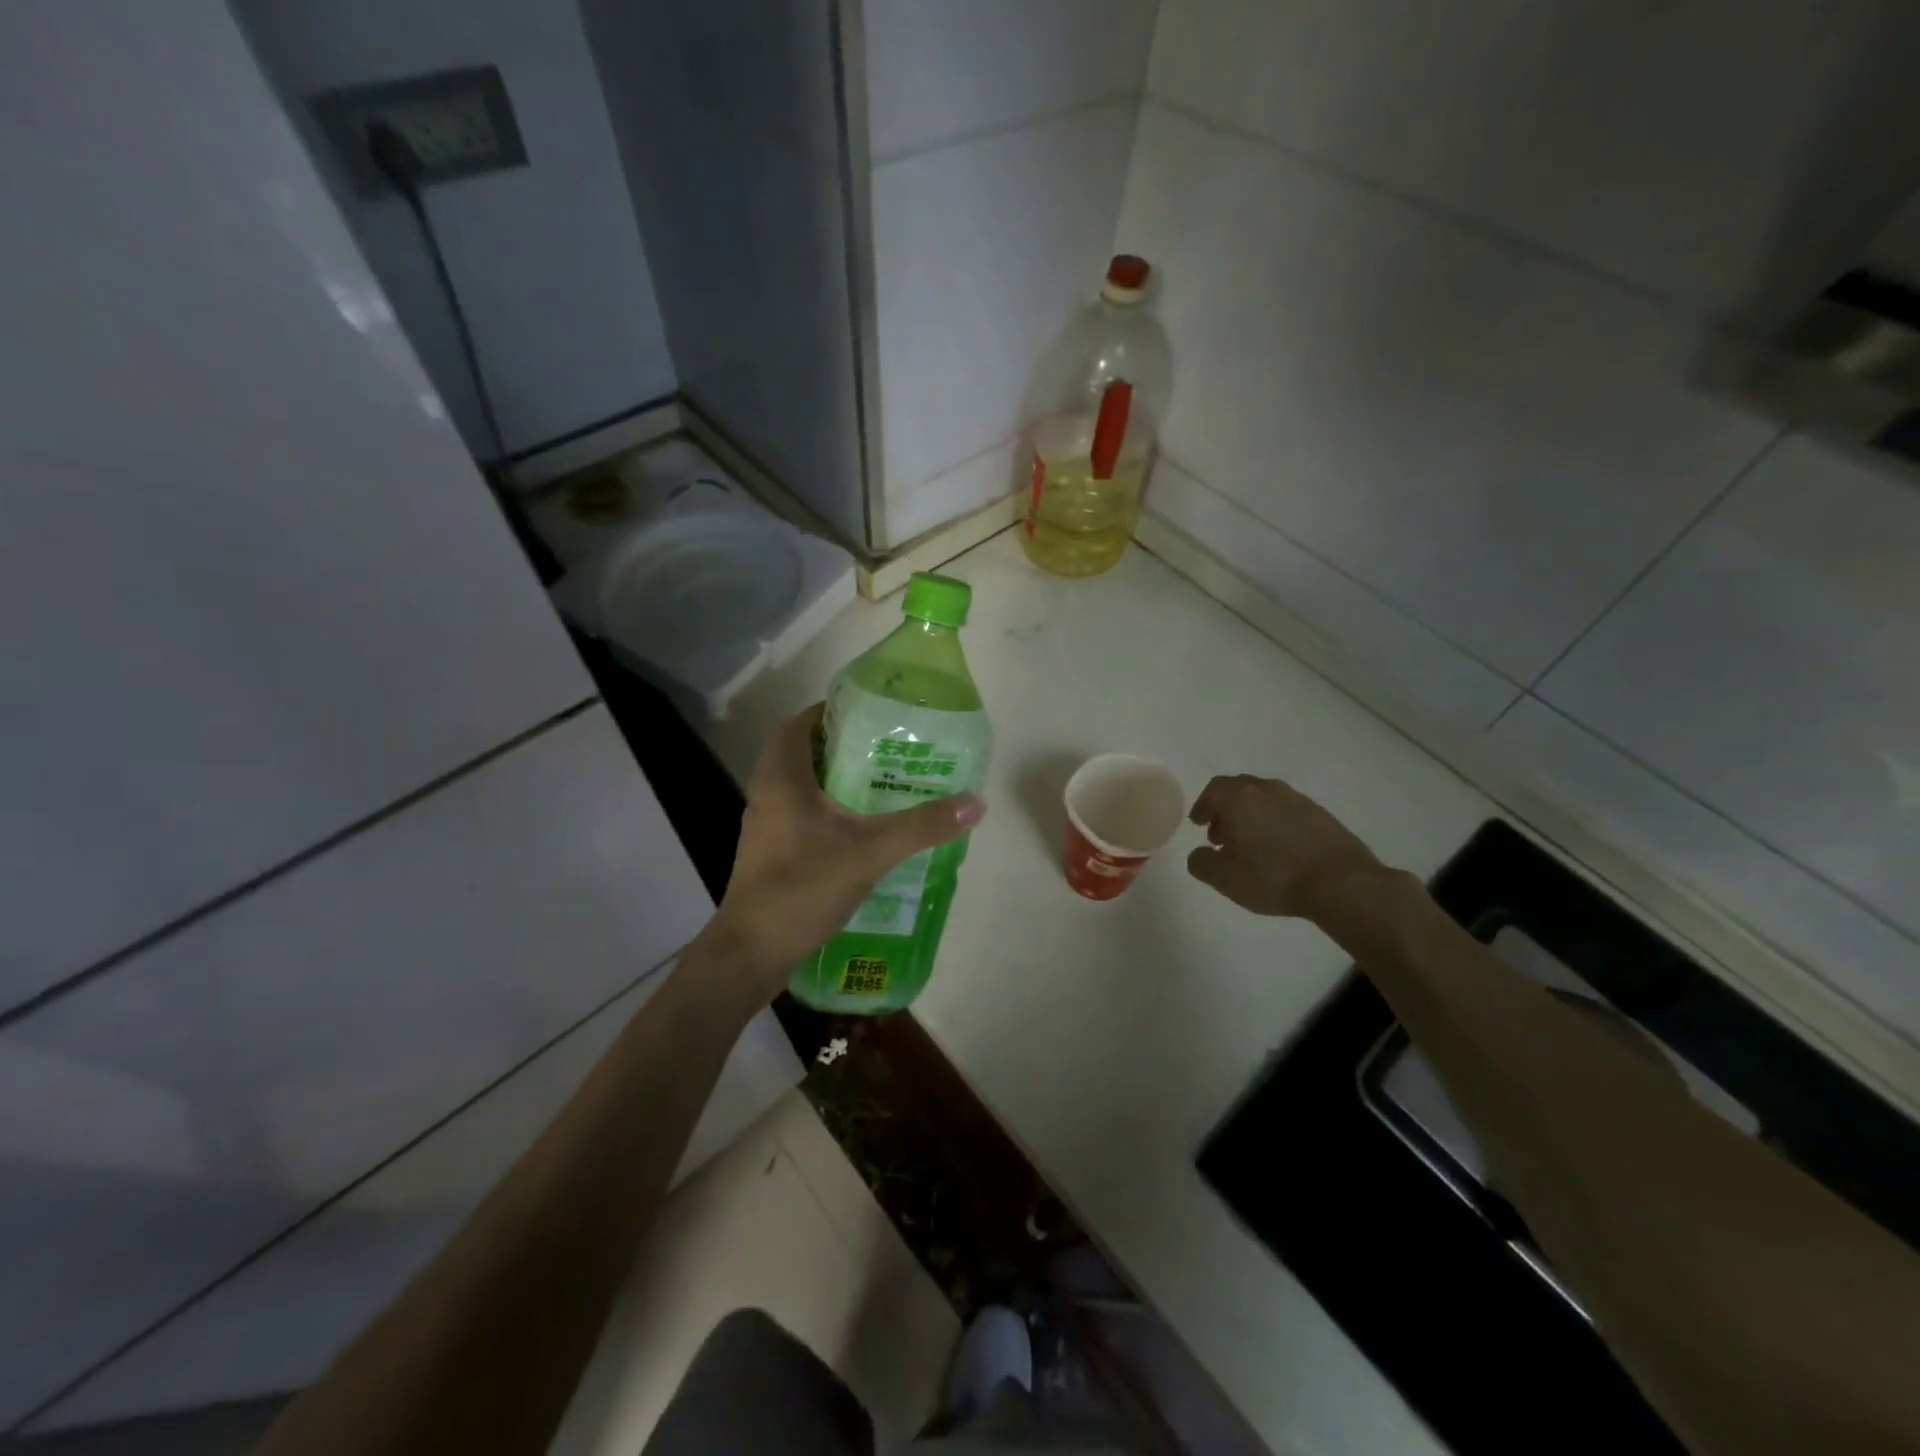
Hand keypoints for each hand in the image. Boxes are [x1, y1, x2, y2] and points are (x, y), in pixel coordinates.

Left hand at [706, 704, 983, 987]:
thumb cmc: (803, 886)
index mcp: (782, 776)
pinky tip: (862, 825)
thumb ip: (922, 826)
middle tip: (888, 747)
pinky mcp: (770, 849)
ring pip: (801, 783)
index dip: (832, 711)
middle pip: (803, 750)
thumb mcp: (871, 851)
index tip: (872, 714)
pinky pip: (800, 811)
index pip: (800, 722)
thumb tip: (975, 803)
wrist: (753, 950)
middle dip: (843, 744)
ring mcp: (765, 823)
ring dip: (836, 777)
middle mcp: (767, 791)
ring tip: (883, 781)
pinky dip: (828, 806)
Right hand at [1185, 774, 1385, 919]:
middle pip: (1239, 790)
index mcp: (1240, 798)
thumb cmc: (1272, 876)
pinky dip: (1277, 823)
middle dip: (1226, 809)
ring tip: (1252, 845)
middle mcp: (1268, 790)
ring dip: (1252, 816)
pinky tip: (1281, 849)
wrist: (1340, 883)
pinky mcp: (1322, 815)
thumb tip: (1199, 853)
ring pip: (1265, 799)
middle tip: (1222, 835)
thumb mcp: (1223, 878)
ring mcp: (1298, 800)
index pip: (1213, 789)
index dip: (1203, 806)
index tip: (1199, 824)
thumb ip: (1200, 862)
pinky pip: (1289, 812)